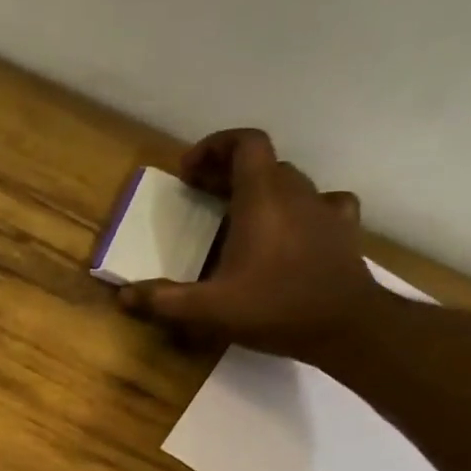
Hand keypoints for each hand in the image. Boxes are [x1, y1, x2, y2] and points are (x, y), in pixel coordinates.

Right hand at [118, 128, 379, 359]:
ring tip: (243, 216)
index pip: (245, 143)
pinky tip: (295, 229)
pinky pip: (324, 204)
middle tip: (204, 197)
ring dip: (265, 190)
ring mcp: (325, 210)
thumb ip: (164, 300)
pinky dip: (304, 209)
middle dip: (231, 172)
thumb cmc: (274, 308)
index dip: (216, 145)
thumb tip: (124, 295)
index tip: (190, 170)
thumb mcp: (208, 309)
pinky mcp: (344, 231)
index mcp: (262, 199)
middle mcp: (296, 193)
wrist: (346, 327)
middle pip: (264, 163)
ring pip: (292, 182)